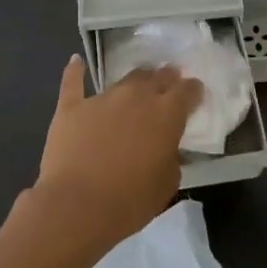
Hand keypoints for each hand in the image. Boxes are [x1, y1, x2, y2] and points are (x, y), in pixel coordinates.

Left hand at [32, 55, 200, 254]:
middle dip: (166, 78)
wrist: (78, 205)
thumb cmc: (131, 201)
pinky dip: (75, 71)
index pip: (187, 91)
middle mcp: (137, 97)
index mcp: (167, 114)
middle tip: (168, 81)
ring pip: (124, 80)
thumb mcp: (167, 184)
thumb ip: (171, 157)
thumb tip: (164, 149)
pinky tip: (76, 62)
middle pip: (157, 77)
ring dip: (135, 81)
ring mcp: (102, 98)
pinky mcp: (72, 107)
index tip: (195, 93)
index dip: (193, 90)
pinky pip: (73, 82)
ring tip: (138, 83)